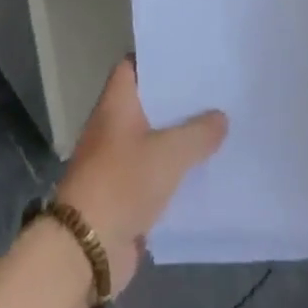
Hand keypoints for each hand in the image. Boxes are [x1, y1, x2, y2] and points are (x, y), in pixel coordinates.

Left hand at [55, 60, 226, 290]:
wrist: (87, 249)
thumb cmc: (123, 184)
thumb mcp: (169, 153)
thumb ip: (199, 132)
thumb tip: (221, 117)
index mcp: (117, 103)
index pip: (134, 65)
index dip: (159, 58)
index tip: (191, 57)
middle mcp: (114, 125)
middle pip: (149, 102)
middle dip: (179, 99)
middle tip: (216, 90)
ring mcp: (118, 160)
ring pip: (155, 138)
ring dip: (181, 136)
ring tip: (219, 125)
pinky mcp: (126, 192)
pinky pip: (156, 171)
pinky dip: (176, 169)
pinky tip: (206, 168)